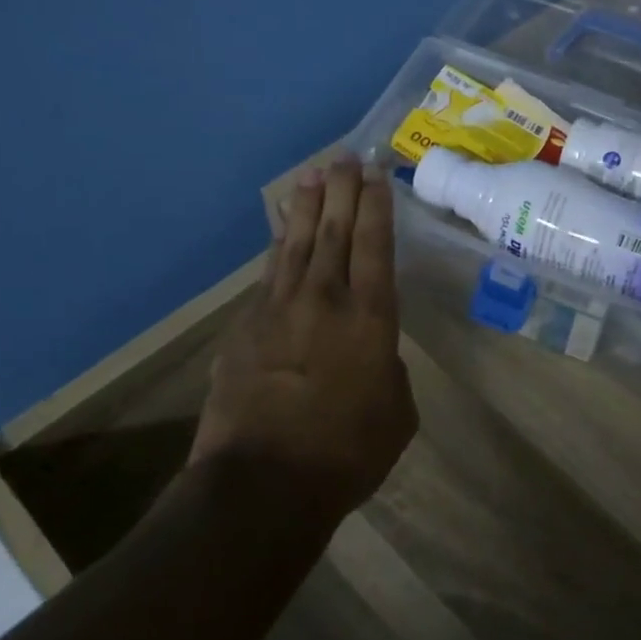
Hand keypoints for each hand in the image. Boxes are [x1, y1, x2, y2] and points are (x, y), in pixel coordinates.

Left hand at [193, 156, 418, 526]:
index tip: (376, 174)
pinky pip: (268, 274)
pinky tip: (281, 234)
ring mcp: (278, 309)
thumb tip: (373, 355)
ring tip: (312, 175)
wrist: (262, 482)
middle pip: (334, 230)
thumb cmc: (347, 452)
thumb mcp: (397, 412)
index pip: (375, 244)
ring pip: (296, 243)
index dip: (376, 205)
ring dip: (306, 206)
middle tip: (344, 157)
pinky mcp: (244, 327)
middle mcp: (324, 299)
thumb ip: (388, 370)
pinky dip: (278, 247)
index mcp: (370, 317)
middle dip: (341, 190)